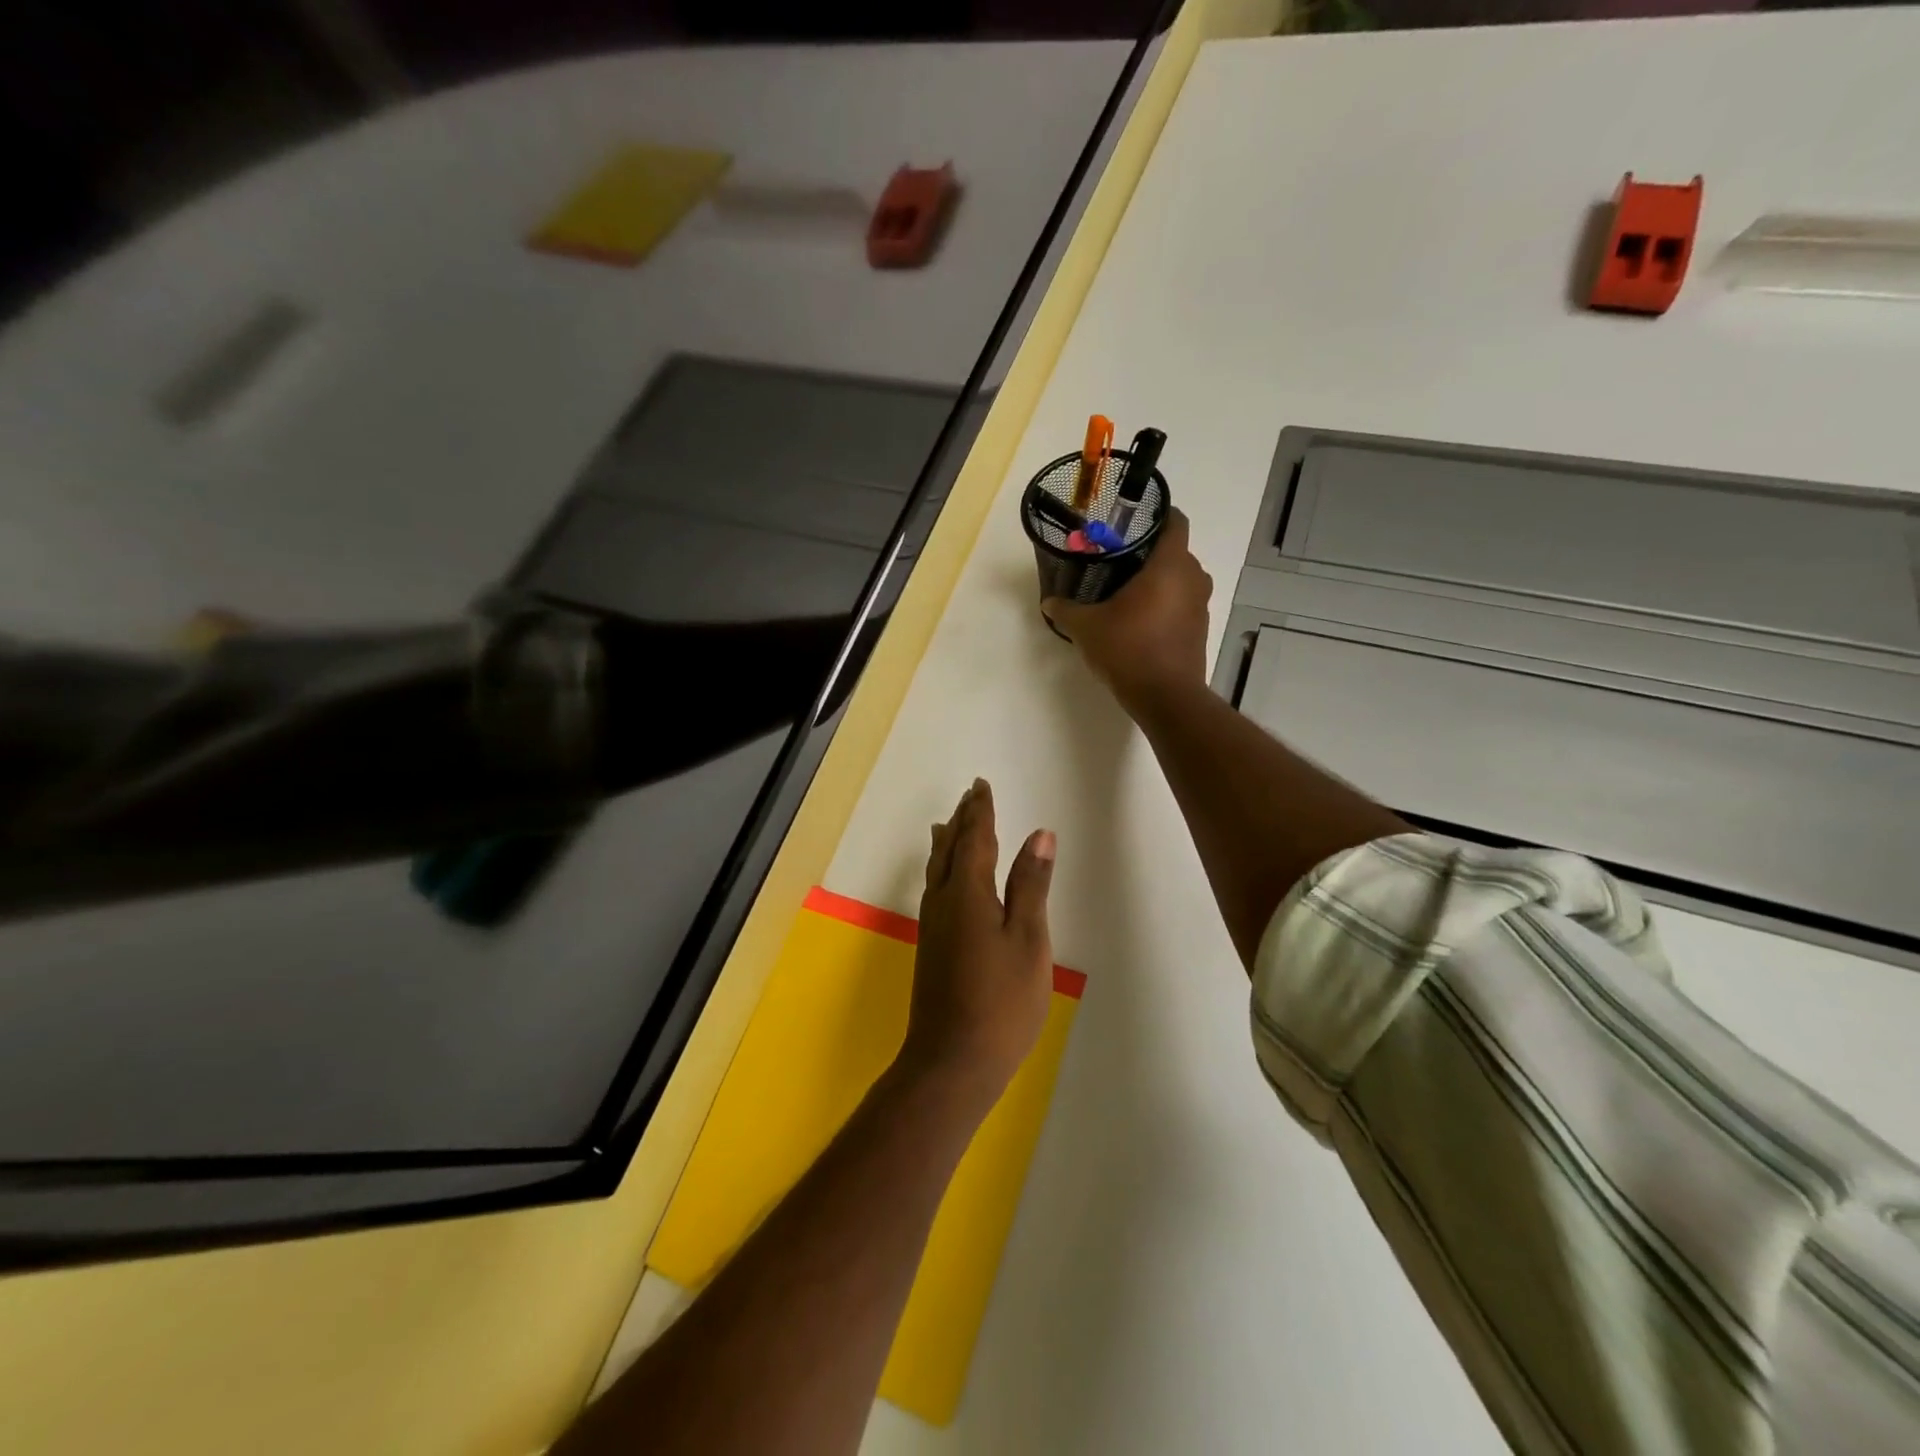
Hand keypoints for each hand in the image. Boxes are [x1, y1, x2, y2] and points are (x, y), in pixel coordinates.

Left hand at [899, 779, 1055, 1107]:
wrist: (952, 1061)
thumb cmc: (1001, 1001)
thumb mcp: (1028, 939)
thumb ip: (1031, 884)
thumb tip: (1040, 833)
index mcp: (967, 892)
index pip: (975, 838)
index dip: (980, 810)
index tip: (981, 785)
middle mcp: (943, 901)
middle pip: (950, 848)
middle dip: (961, 820)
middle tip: (969, 795)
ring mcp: (933, 926)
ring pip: (937, 869)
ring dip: (946, 841)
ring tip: (947, 823)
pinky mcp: (932, 946)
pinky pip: (934, 888)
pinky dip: (941, 867)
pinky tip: (944, 879)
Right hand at [1042, 507, 1212, 712]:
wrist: (1166, 697)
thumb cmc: (1129, 649)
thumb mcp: (1086, 628)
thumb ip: (1066, 610)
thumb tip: (1049, 602)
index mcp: (1170, 565)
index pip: (1175, 521)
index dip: (1156, 514)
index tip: (1130, 520)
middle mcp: (1193, 577)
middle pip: (1174, 550)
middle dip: (1148, 551)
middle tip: (1116, 556)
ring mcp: (1200, 604)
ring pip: (1179, 578)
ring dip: (1157, 579)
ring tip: (1124, 587)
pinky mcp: (1199, 628)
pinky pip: (1182, 602)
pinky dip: (1164, 602)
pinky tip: (1138, 617)